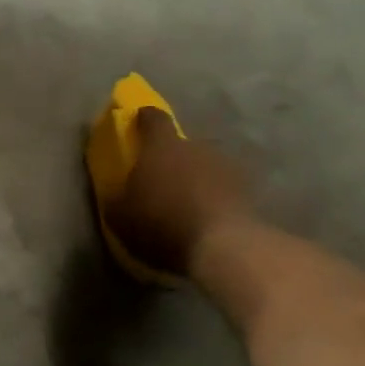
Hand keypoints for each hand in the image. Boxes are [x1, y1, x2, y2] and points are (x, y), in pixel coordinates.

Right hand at [108, 108, 254, 277]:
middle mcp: (196, 148)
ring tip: (187, 204)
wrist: (223, 247)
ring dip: (196, 180)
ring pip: (205, 168)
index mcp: (161, 145)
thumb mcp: (120, 217)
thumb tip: (117, 193)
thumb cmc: (162, 223)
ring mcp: (226, 169)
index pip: (153, 118)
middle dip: (172, 158)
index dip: (145, 118)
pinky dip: (215, 200)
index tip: (139, 121)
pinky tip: (207, 220)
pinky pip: (224, 191)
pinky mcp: (248, 193)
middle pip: (182, 145)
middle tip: (162, 180)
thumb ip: (116, 198)